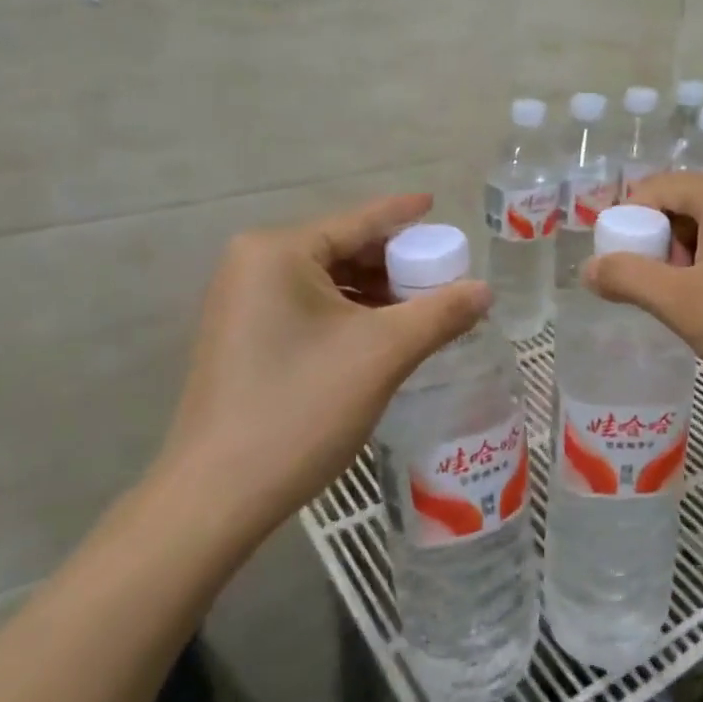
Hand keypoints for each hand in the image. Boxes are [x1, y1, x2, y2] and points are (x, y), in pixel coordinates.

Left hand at [156, 194, 490, 534]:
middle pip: (343, 249)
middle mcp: (253, 265)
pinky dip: (349, 314)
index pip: (358, 222)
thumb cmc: (302, 408)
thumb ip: (441, 313)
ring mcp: (242, 303)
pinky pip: (309, 307)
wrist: (217, 498)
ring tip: (422, 307)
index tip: (437, 203)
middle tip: (443, 275)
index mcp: (279, 252)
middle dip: (395, 262)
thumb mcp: (384, 354)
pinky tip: (382, 334)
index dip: (403, 214)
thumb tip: (486, 290)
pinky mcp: (243, 337)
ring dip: (376, 292)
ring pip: (327, 282)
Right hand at [583, 173, 702, 417]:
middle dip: (656, 253)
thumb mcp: (687, 306)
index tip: (618, 279)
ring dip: (684, 269)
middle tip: (657, 302)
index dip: (624, 230)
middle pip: (677, 209)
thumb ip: (629, 280)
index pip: (650, 191)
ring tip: (690, 315)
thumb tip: (588, 268)